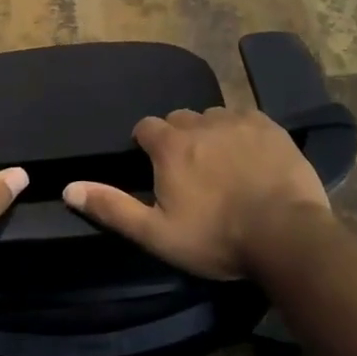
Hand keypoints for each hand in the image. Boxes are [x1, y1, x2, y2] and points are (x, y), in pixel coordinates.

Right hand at [62, 107, 330, 279]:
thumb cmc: (217, 237)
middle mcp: (200, 122)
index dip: (146, 145)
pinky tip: (253, 159)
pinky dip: (243, 134)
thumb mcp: (157, 233)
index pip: (146, 128)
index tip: (155, 167)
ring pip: (213, 118)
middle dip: (178, 138)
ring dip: (211, 134)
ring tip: (223, 166)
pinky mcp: (270, 126)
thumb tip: (69, 187)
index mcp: (170, 144)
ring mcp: (238, 120)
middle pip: (179, 120)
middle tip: (190, 172)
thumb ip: (112, 207)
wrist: (287, 235)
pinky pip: (247, 119)